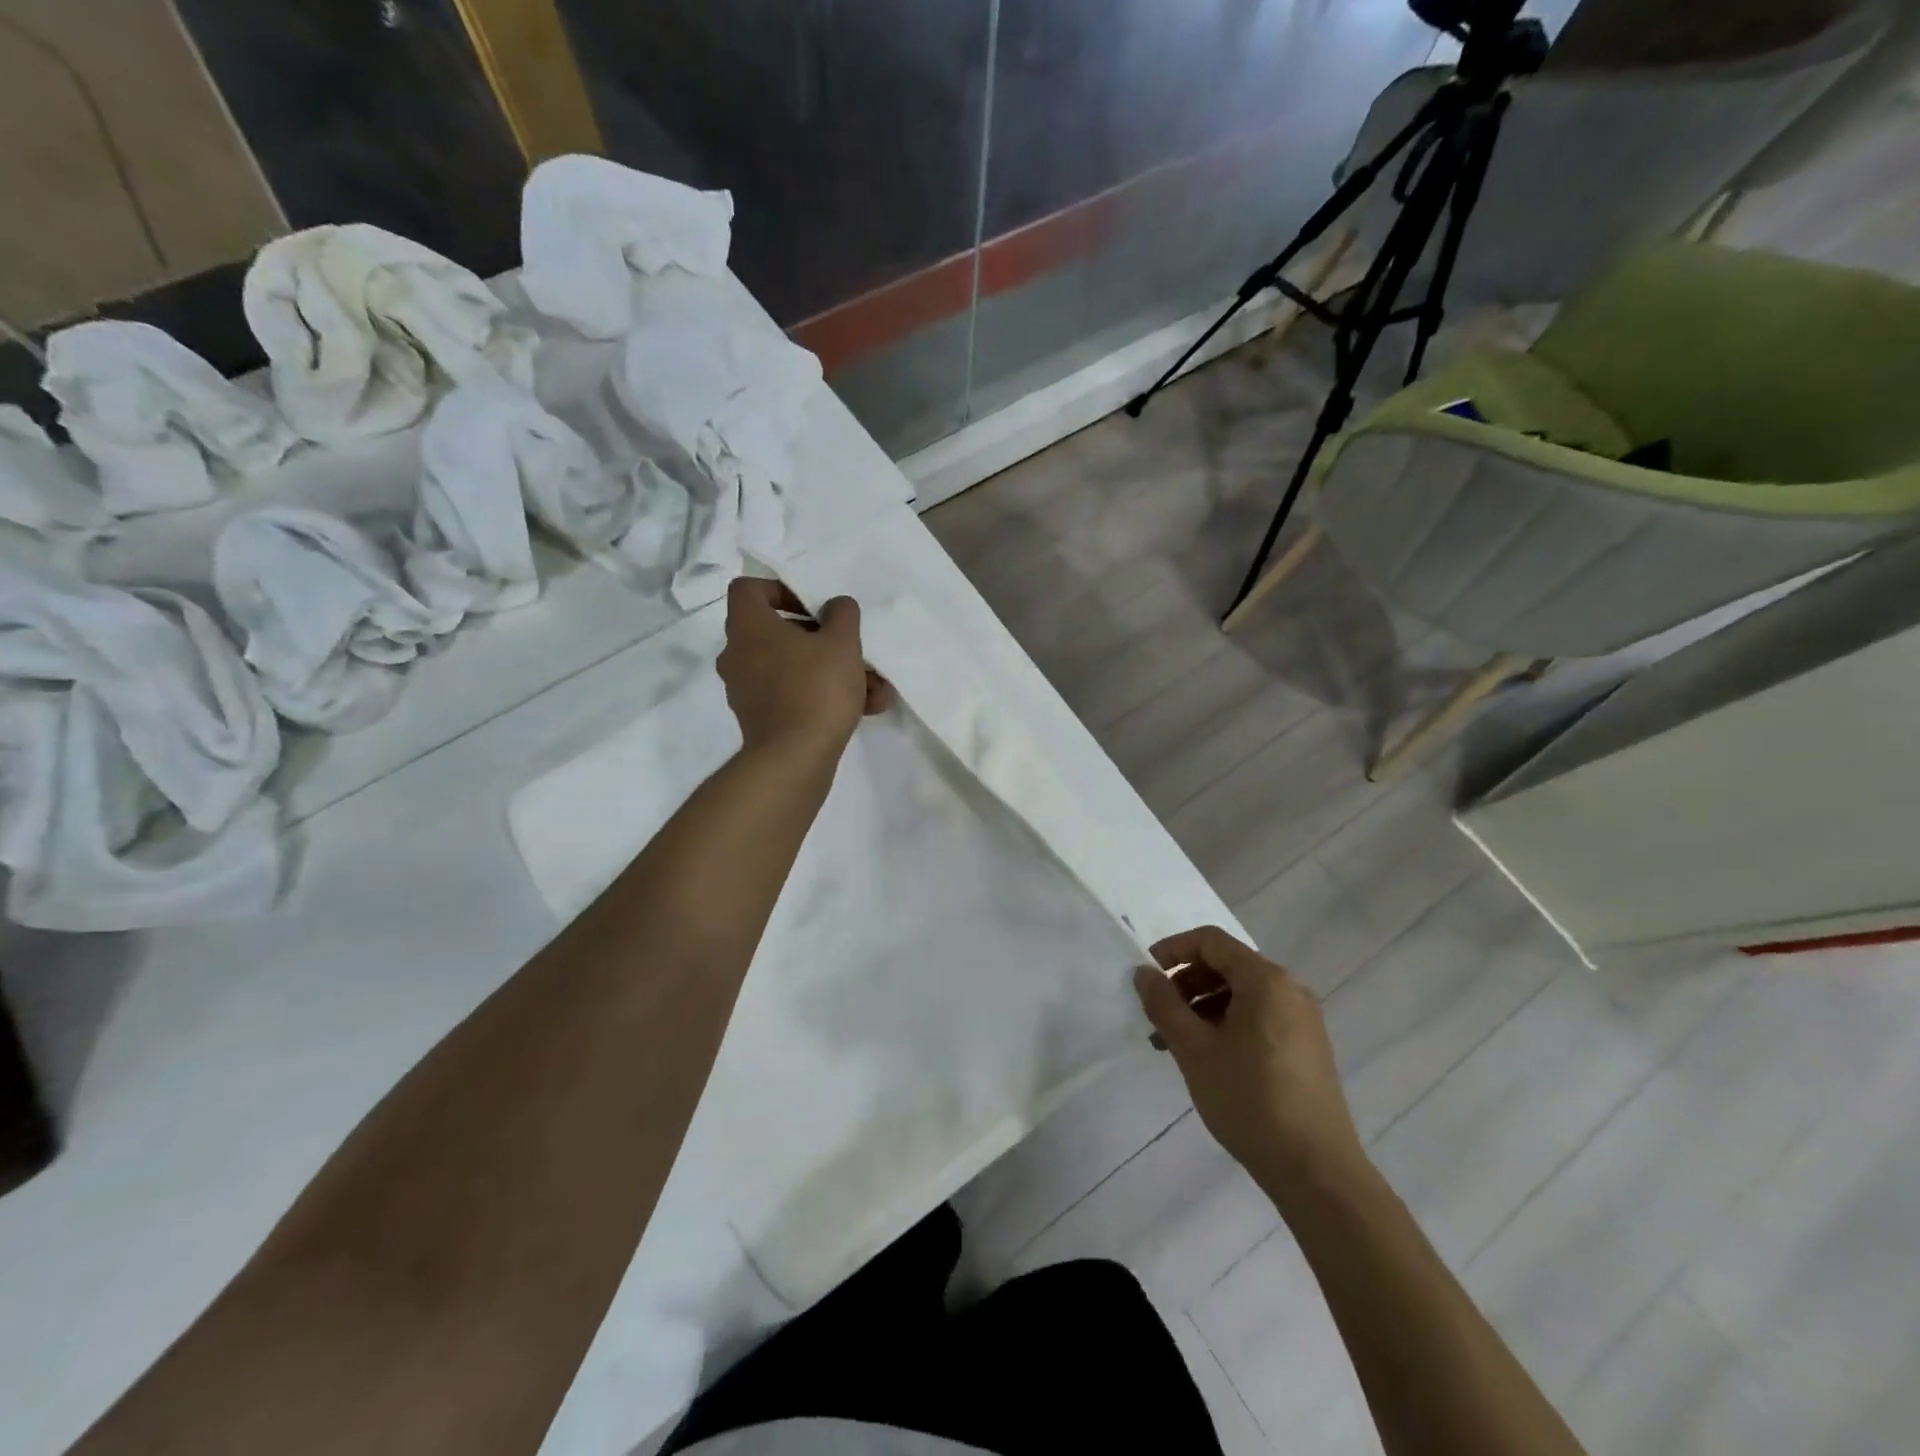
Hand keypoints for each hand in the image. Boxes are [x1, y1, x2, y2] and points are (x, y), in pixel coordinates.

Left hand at [717, 578, 893, 758]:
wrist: (794, 759)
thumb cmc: (816, 689)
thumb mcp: (841, 642)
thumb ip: (842, 614)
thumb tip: (835, 606)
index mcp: (748, 628)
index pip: (748, 589)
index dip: (780, 589)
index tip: (813, 606)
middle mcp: (738, 655)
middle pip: (777, 632)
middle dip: (820, 639)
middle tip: (849, 647)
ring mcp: (747, 689)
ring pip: (792, 667)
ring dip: (831, 671)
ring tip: (873, 686)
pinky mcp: (760, 718)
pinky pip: (793, 695)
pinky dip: (823, 697)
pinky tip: (865, 708)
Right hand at [1134, 926, 1366, 1201]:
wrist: (1315, 1170)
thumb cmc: (1249, 1100)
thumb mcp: (1194, 1049)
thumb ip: (1164, 1004)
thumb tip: (1144, 973)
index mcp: (1265, 979)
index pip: (1210, 941)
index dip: (1173, 950)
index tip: (1146, 975)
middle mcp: (1289, 988)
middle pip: (1226, 965)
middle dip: (1186, 983)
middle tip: (1157, 1015)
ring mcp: (1302, 1018)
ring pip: (1241, 994)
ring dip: (1202, 1006)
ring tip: (1174, 1043)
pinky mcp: (1307, 1046)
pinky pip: (1259, 1016)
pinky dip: (1227, 1023)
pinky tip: (1207, 1056)